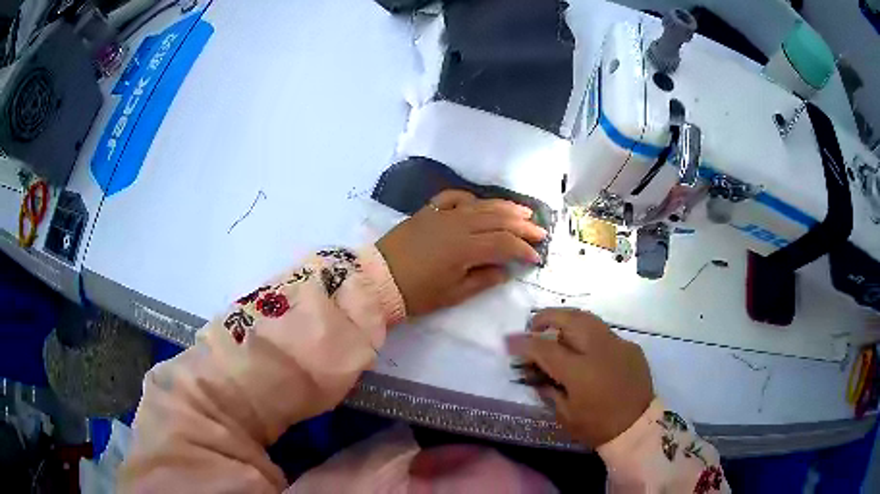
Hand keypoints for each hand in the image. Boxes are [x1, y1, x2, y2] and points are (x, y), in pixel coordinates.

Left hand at [376, 190, 546, 316]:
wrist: (378, 279)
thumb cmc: (416, 293)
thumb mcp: (452, 294)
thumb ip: (483, 280)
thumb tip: (505, 270)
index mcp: (465, 247)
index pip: (504, 243)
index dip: (524, 249)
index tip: (536, 257)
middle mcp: (458, 224)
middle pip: (498, 219)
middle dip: (523, 225)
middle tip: (540, 230)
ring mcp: (442, 214)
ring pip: (480, 205)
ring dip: (504, 207)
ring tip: (523, 211)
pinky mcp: (428, 211)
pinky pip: (453, 197)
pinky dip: (470, 198)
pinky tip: (479, 203)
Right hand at [507, 308, 653, 447]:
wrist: (637, 428)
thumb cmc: (597, 427)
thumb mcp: (565, 415)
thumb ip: (549, 390)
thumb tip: (536, 374)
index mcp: (579, 371)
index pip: (545, 348)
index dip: (523, 343)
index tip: (508, 341)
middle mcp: (599, 350)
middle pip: (570, 318)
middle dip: (547, 317)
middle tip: (534, 325)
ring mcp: (618, 345)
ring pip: (589, 319)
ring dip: (568, 320)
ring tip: (556, 329)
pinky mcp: (631, 347)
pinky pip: (605, 334)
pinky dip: (589, 336)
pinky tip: (586, 351)